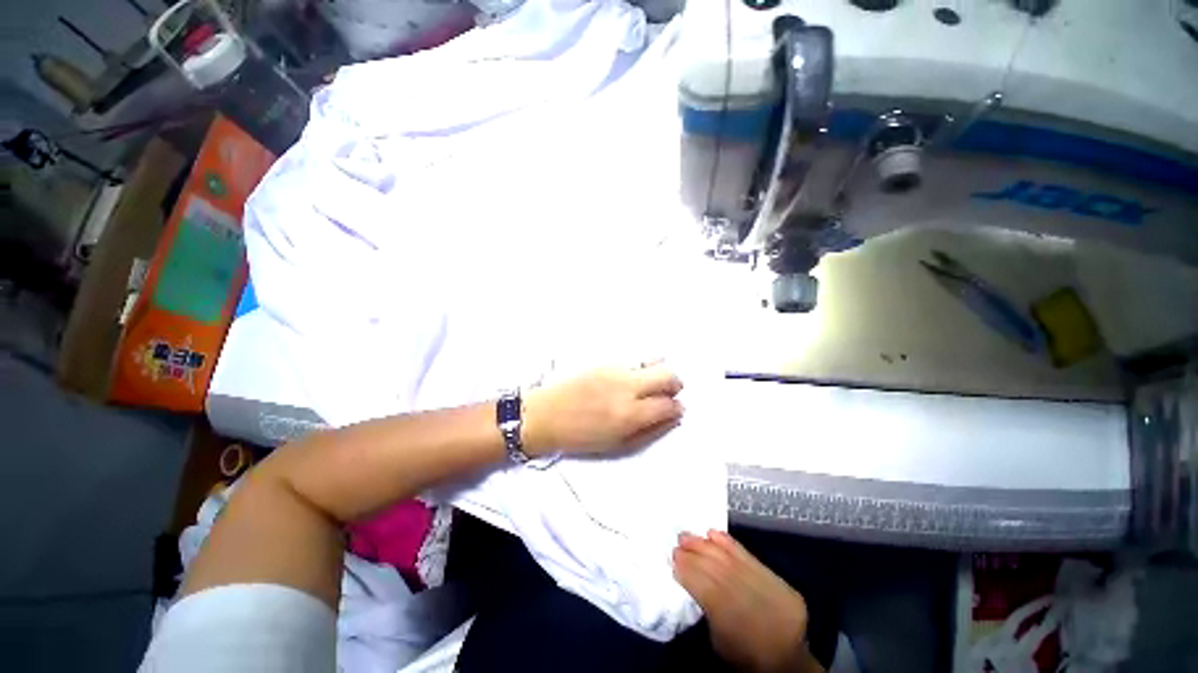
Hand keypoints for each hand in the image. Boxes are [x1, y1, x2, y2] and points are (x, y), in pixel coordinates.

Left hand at [521, 364, 683, 456]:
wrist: (546, 415)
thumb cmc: (581, 437)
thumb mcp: (618, 445)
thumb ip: (649, 431)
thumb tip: (672, 418)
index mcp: (630, 414)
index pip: (669, 404)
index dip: (677, 408)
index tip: (675, 410)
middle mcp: (627, 387)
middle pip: (668, 375)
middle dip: (675, 384)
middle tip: (668, 393)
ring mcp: (616, 369)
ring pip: (654, 360)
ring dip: (659, 371)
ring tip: (651, 382)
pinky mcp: (605, 360)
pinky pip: (634, 358)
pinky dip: (641, 366)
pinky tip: (632, 376)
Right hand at [674, 531, 819, 672]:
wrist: (788, 666)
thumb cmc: (743, 656)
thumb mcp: (718, 641)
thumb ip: (705, 607)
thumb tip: (688, 576)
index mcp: (733, 622)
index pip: (705, 587)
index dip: (687, 569)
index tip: (673, 556)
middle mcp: (753, 603)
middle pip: (718, 569)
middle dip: (695, 552)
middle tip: (679, 540)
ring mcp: (770, 590)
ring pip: (732, 560)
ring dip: (708, 544)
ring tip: (691, 535)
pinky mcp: (782, 583)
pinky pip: (753, 558)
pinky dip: (731, 544)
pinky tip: (715, 533)